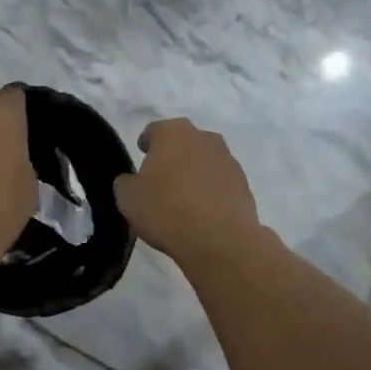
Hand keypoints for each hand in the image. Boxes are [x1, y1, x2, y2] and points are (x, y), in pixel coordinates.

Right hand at [113, 118, 264, 268]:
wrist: (219, 239)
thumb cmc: (166, 209)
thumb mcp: (128, 198)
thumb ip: (126, 183)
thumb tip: (132, 181)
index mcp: (173, 133)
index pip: (155, 130)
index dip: (146, 142)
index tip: (141, 154)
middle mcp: (204, 138)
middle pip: (184, 142)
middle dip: (173, 155)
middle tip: (161, 176)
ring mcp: (228, 160)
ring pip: (205, 161)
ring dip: (194, 172)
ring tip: (183, 197)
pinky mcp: (244, 184)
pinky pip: (220, 182)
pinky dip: (211, 191)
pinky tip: (202, 211)